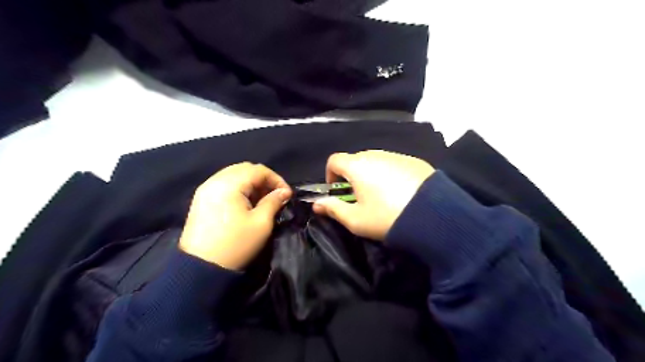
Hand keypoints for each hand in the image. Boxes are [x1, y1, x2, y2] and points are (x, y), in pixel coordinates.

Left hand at [180, 162, 292, 269]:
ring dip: (251, 184)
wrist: (200, 269)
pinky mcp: (200, 199)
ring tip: (261, 200)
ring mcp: (205, 189)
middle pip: (245, 169)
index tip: (286, 195)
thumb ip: (273, 202)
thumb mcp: (261, 223)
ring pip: (234, 175)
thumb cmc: (235, 244)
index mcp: (229, 184)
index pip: (258, 170)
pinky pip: (224, 184)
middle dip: (263, 180)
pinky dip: (238, 189)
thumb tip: (284, 192)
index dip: (276, 179)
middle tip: (274, 196)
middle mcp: (214, 181)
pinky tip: (245, 204)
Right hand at [311, 150, 432, 240]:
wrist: (433, 216)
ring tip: (382, 195)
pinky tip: (401, 191)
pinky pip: (394, 163)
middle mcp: (375, 154)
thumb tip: (316, 205)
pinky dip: (390, 173)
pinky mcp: (415, 161)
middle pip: (356, 159)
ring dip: (371, 174)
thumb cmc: (387, 218)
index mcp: (357, 166)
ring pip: (376, 161)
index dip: (330, 174)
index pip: (334, 160)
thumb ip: (333, 209)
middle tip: (360, 196)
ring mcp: (397, 156)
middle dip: (352, 175)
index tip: (337, 190)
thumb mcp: (356, 220)